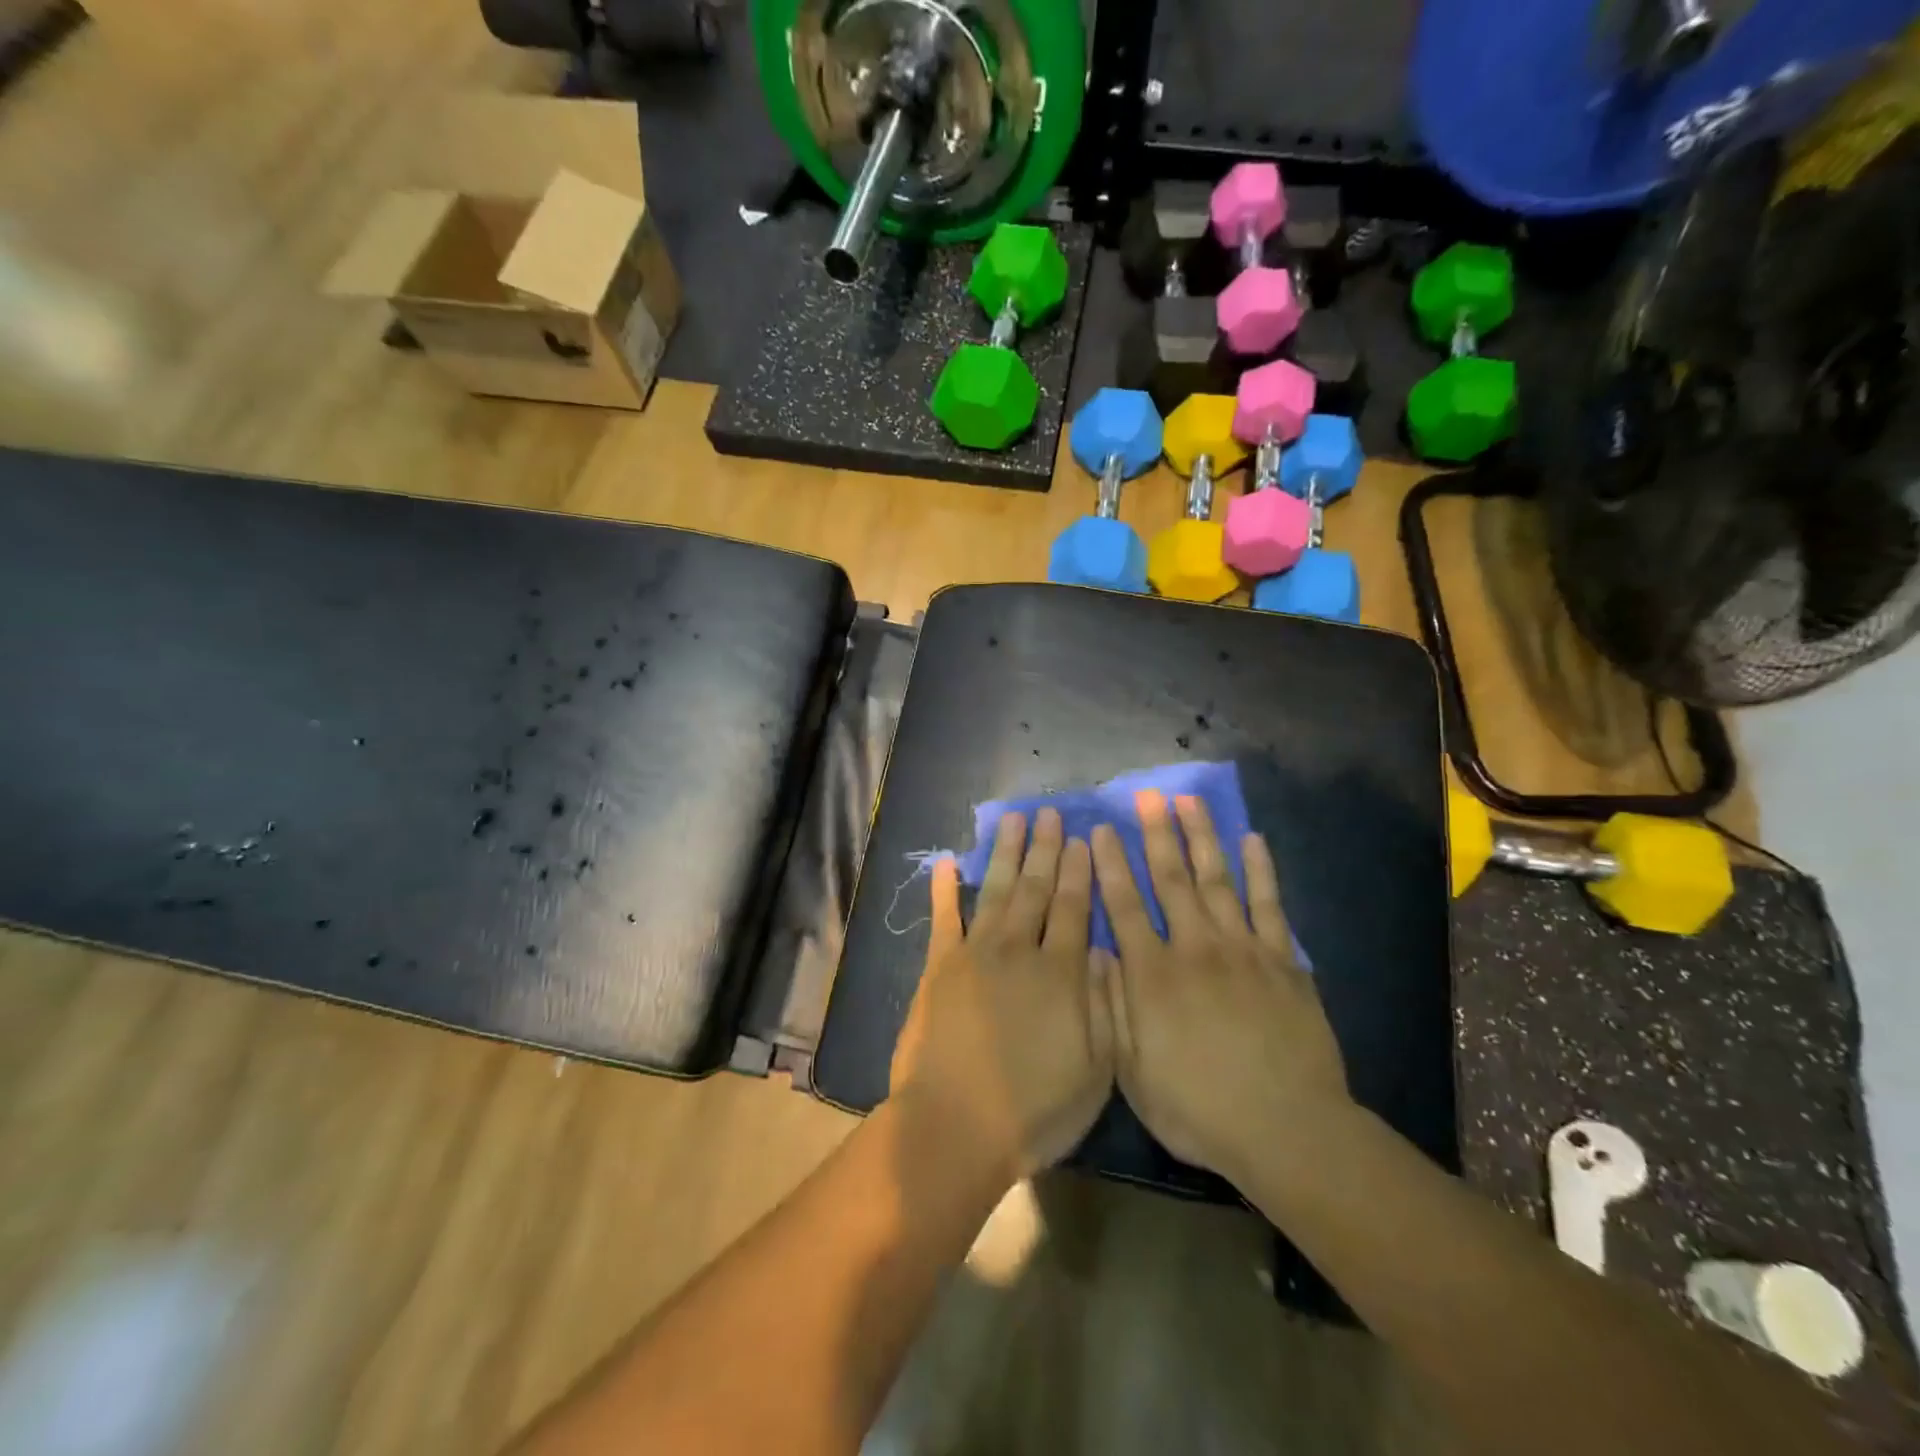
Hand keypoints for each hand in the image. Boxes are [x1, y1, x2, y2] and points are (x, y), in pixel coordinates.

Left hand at [889, 807, 1114, 1180]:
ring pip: (997, 891)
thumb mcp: (1096, 1068)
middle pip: (1037, 889)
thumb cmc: (1035, 1108)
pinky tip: (949, 862)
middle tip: (1051, 812)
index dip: (1081, 871)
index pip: (1075, 908)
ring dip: (1007, 853)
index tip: (1085, 838)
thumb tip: (1105, 949)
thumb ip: (1104, 1003)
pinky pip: (944, 917)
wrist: (956, 1125)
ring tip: (1014, 819)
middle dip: (1047, 848)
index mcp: (1061, 973)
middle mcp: (1019, 950)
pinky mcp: (940, 967)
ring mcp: (975, 954)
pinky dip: (945, 888)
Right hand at [1091, 791, 1349, 1187]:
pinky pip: (1268, 905)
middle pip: (1171, 880)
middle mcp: (1194, 948)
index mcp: (1153, 975)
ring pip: (1216, 880)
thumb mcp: (1133, 1071)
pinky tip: (1252, 840)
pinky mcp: (1282, 961)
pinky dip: (1260, 871)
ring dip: (1201, 837)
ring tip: (1189, 801)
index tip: (1099, 830)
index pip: (1124, 906)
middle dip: (1155, 834)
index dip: (1110, 865)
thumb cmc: (1199, 1109)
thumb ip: (1111, 1006)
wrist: (1288, 1130)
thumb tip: (1094, 951)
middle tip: (1146, 796)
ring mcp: (1242, 950)